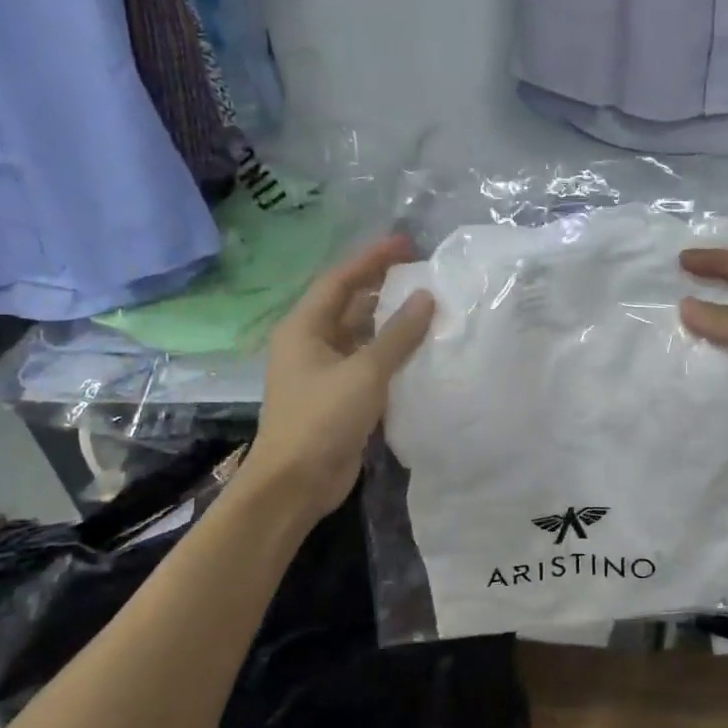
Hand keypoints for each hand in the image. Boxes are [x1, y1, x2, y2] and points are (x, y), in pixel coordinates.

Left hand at [243, 235, 434, 520]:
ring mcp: (325, 372)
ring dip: (391, 322)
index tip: (406, 243)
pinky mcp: (340, 397)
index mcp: (304, 328)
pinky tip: (421, 350)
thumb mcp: (364, 372)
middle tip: (424, 273)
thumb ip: (398, 334)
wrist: (296, 483)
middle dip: (384, 287)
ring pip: (362, 335)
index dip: (372, 258)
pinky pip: (369, 363)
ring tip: (430, 306)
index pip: (341, 280)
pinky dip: (392, 354)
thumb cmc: (322, 419)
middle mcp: (312, 343)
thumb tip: (427, 298)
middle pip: (350, 304)